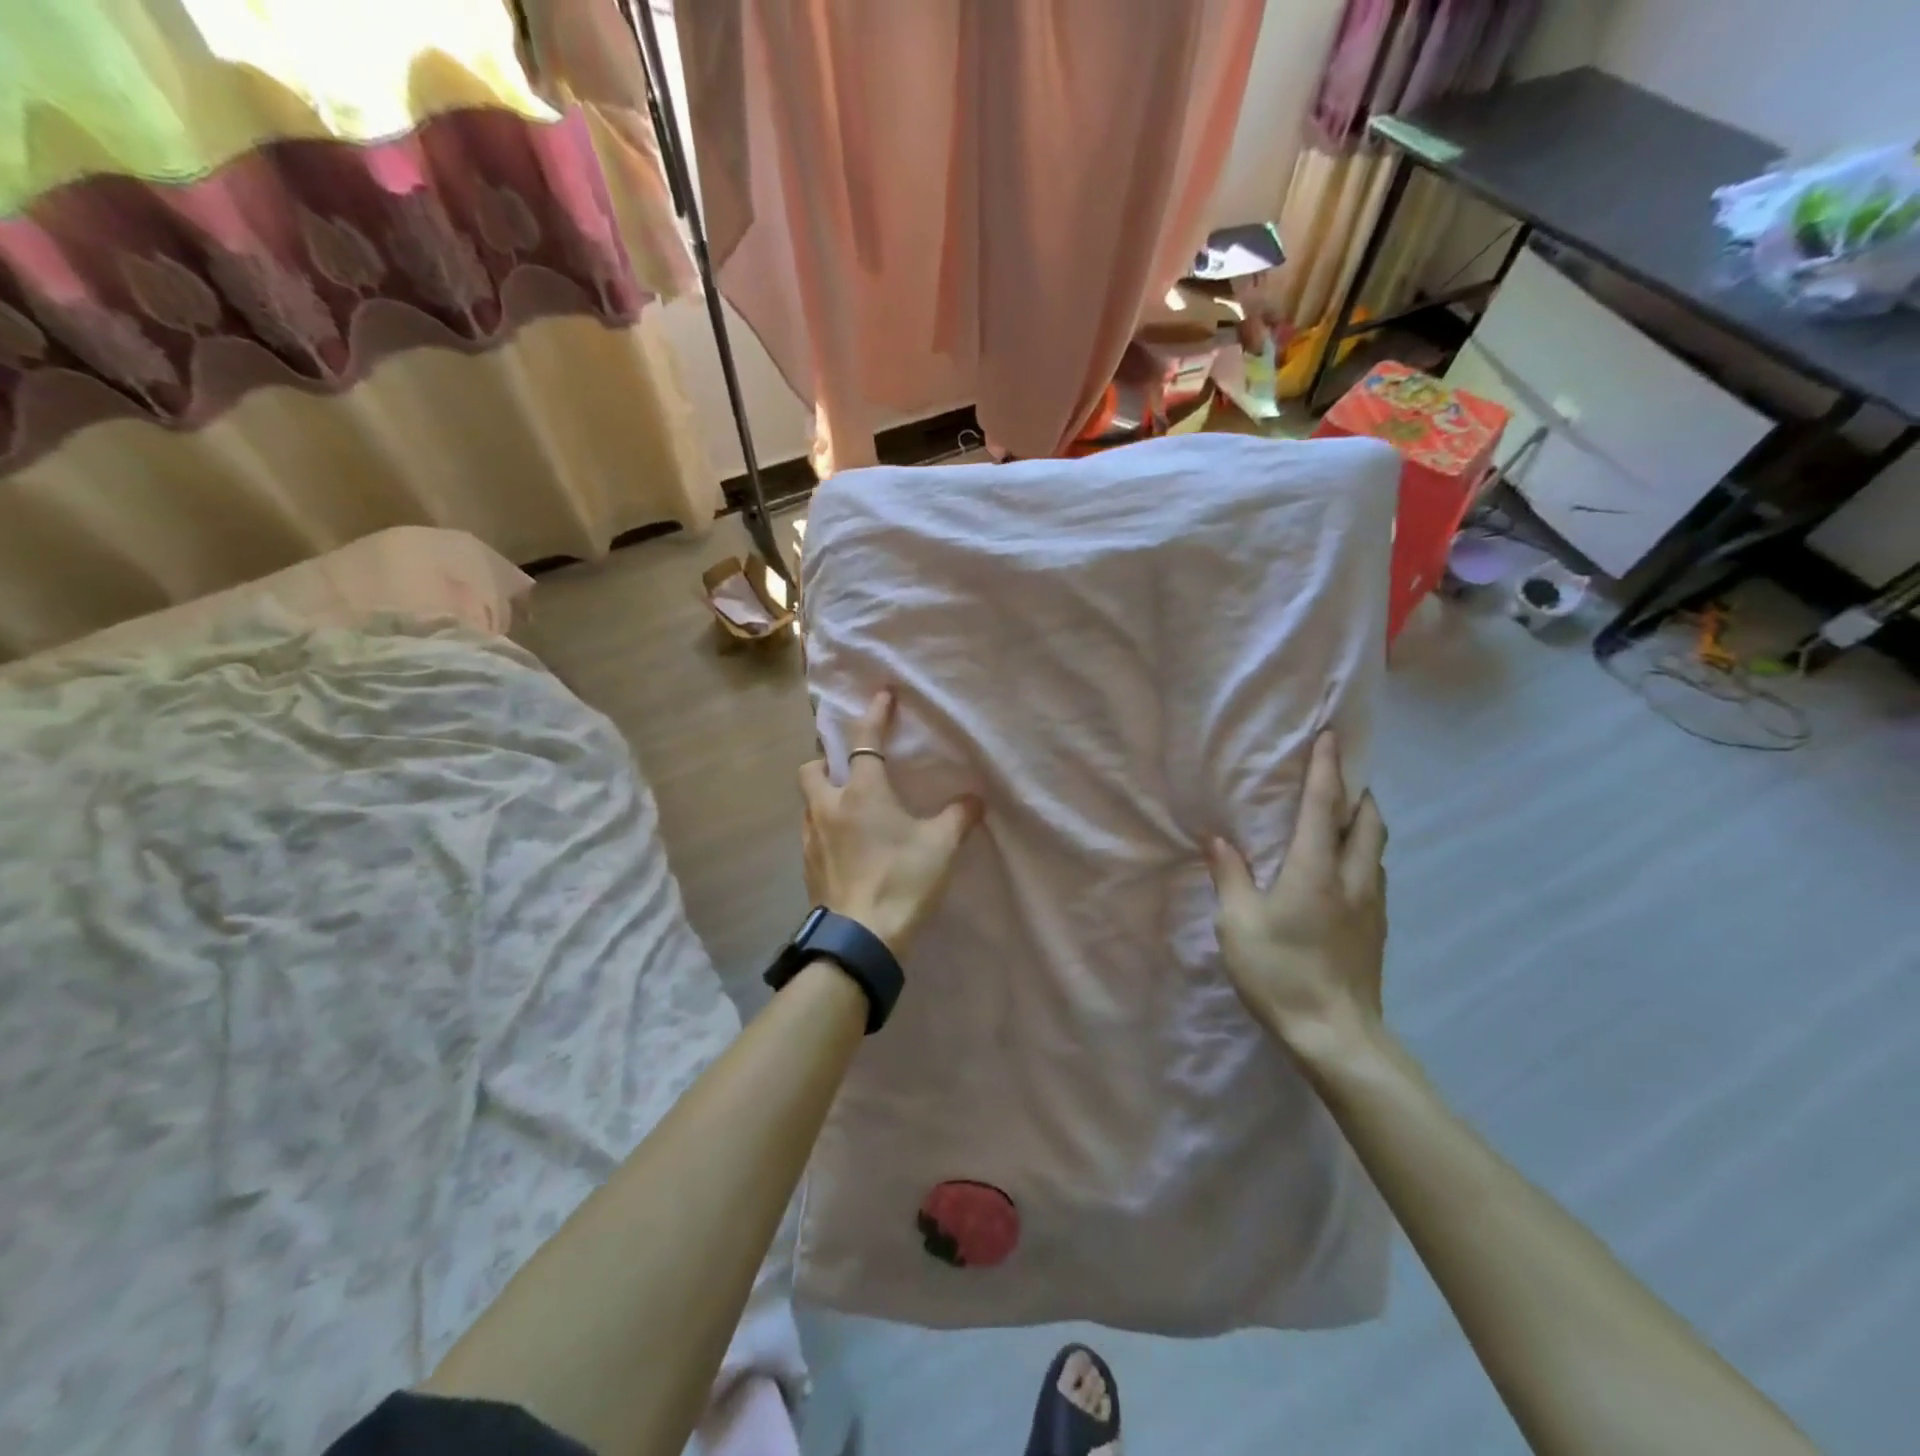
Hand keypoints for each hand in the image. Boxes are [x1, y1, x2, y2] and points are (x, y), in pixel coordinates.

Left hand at [799, 690, 982, 956]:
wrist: (861, 938)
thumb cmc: (902, 881)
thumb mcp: (940, 846)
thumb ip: (958, 818)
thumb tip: (975, 800)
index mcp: (862, 793)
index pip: (865, 742)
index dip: (874, 715)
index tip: (882, 696)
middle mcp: (829, 807)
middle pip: (812, 768)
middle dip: (826, 760)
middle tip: (849, 769)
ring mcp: (812, 838)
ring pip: (808, 802)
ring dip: (824, 795)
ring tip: (849, 809)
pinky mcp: (807, 866)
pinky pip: (811, 833)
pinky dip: (825, 828)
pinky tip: (845, 845)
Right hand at [1206, 731, 1387, 1050]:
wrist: (1335, 1034)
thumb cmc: (1279, 973)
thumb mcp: (1237, 924)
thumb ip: (1230, 876)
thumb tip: (1218, 840)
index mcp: (1315, 870)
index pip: (1324, 807)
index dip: (1327, 769)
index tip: (1332, 737)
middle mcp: (1351, 879)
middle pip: (1367, 822)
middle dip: (1356, 793)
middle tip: (1340, 779)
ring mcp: (1371, 906)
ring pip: (1377, 849)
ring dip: (1364, 824)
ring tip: (1344, 818)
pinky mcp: (1377, 930)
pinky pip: (1375, 875)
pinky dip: (1364, 855)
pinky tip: (1345, 870)